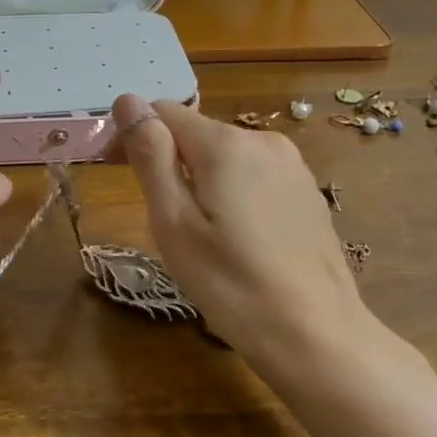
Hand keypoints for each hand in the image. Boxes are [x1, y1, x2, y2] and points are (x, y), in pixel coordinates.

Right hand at [112, 93, 369, 368]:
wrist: (317, 335)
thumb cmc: (231, 284)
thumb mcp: (173, 223)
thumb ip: (150, 157)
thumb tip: (128, 100)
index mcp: (225, 145)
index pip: (163, 111)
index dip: (134, 136)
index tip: (119, 176)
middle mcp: (262, 140)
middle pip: (195, 133)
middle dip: (168, 162)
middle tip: (161, 220)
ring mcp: (291, 165)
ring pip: (224, 156)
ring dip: (199, 179)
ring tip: (199, 236)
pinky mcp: (306, 191)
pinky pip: (253, 175)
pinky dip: (231, 193)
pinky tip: (237, 239)